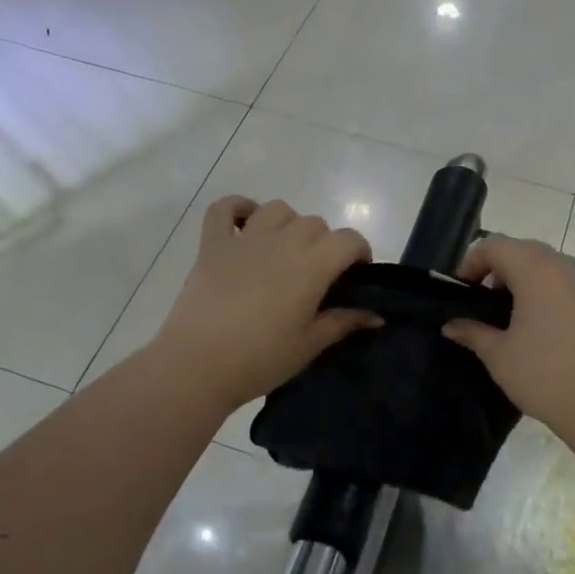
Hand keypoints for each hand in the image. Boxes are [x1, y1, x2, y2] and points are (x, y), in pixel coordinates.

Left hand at [152, 197, 375, 412]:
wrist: (198, 365)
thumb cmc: (261, 358)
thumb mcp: (310, 345)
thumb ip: (344, 322)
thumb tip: (377, 316)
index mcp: (312, 265)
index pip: (349, 239)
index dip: (359, 252)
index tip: (355, 275)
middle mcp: (283, 241)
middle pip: (315, 223)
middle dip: (324, 243)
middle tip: (317, 275)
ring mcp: (245, 238)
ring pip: (278, 209)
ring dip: (288, 223)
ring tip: (284, 250)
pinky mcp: (212, 244)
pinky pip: (224, 208)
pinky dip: (237, 208)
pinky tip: (244, 224)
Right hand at [443, 236, 574, 438]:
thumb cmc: (544, 375)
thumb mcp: (498, 355)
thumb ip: (472, 332)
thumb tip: (451, 325)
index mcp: (534, 273)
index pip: (496, 246)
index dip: (472, 262)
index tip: (461, 291)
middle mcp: (560, 271)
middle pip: (522, 250)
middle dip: (497, 267)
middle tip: (481, 299)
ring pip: (545, 267)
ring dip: (521, 281)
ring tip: (505, 316)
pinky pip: (561, 287)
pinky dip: (541, 294)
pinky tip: (534, 330)